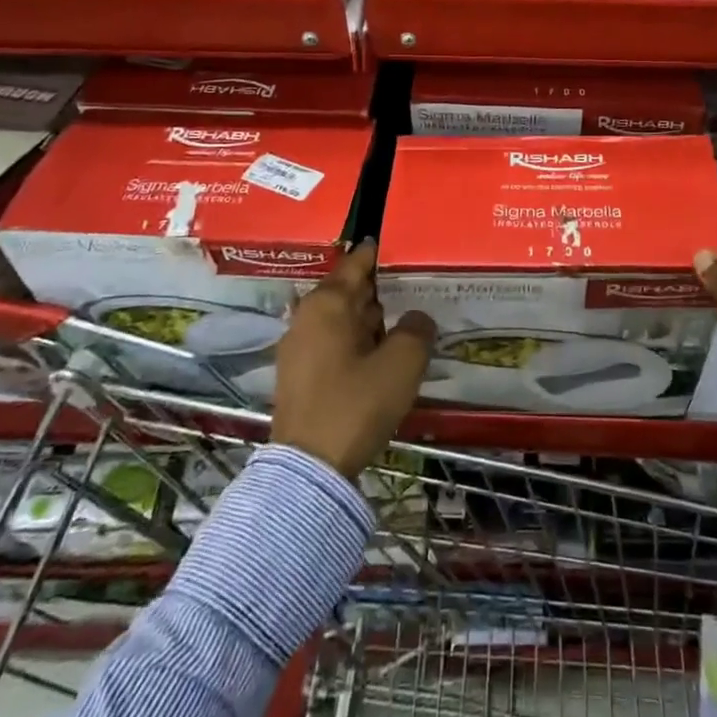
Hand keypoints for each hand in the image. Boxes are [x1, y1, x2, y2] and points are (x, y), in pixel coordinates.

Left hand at [271, 242, 435, 477]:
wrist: (309, 469)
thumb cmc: (356, 404)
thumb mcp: (402, 363)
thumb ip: (417, 329)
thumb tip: (417, 318)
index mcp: (328, 303)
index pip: (358, 262)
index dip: (383, 253)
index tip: (408, 248)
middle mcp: (307, 316)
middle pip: (350, 290)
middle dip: (382, 289)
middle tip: (417, 289)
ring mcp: (299, 346)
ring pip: (343, 319)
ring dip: (372, 319)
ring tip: (406, 322)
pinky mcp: (300, 374)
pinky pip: (335, 343)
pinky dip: (358, 342)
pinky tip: (382, 356)